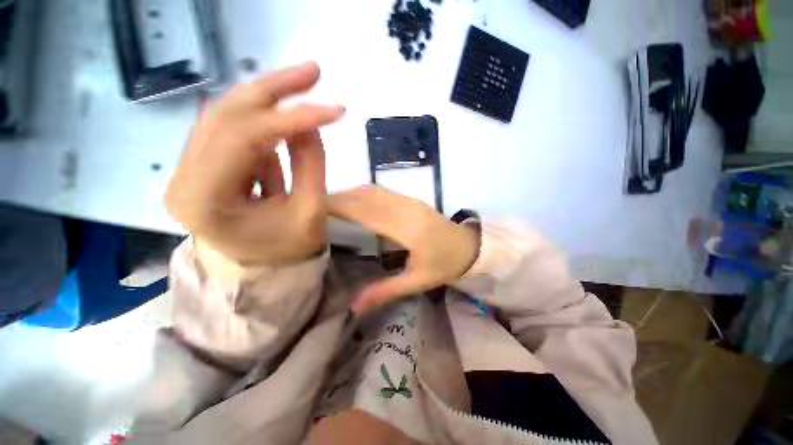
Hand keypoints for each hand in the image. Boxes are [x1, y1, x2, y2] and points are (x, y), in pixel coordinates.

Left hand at [165, 62, 344, 266]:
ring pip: (226, 116)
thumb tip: (309, 122)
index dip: (292, 118)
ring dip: (267, 99)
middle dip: (274, 90)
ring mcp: (190, 168)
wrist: (267, 269)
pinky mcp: (205, 166)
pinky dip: (262, 122)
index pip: (245, 138)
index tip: (334, 110)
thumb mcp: (310, 212)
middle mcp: (185, 177)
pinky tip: (285, 125)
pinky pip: (233, 132)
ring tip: (304, 87)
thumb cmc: (290, 250)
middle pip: (226, 114)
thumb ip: (310, 164)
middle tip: (313, 72)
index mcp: (205, 199)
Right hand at [328, 185, 478, 313]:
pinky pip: (383, 191)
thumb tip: (354, 307)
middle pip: (367, 197)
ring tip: (328, 202)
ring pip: (374, 190)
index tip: (316, 208)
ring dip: (350, 193)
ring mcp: (410, 201)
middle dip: (339, 198)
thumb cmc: (444, 265)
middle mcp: (407, 209)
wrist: (469, 247)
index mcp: (408, 229)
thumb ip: (385, 291)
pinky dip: (363, 192)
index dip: (340, 207)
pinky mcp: (412, 199)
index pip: (367, 213)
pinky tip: (353, 199)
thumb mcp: (417, 282)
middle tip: (314, 205)